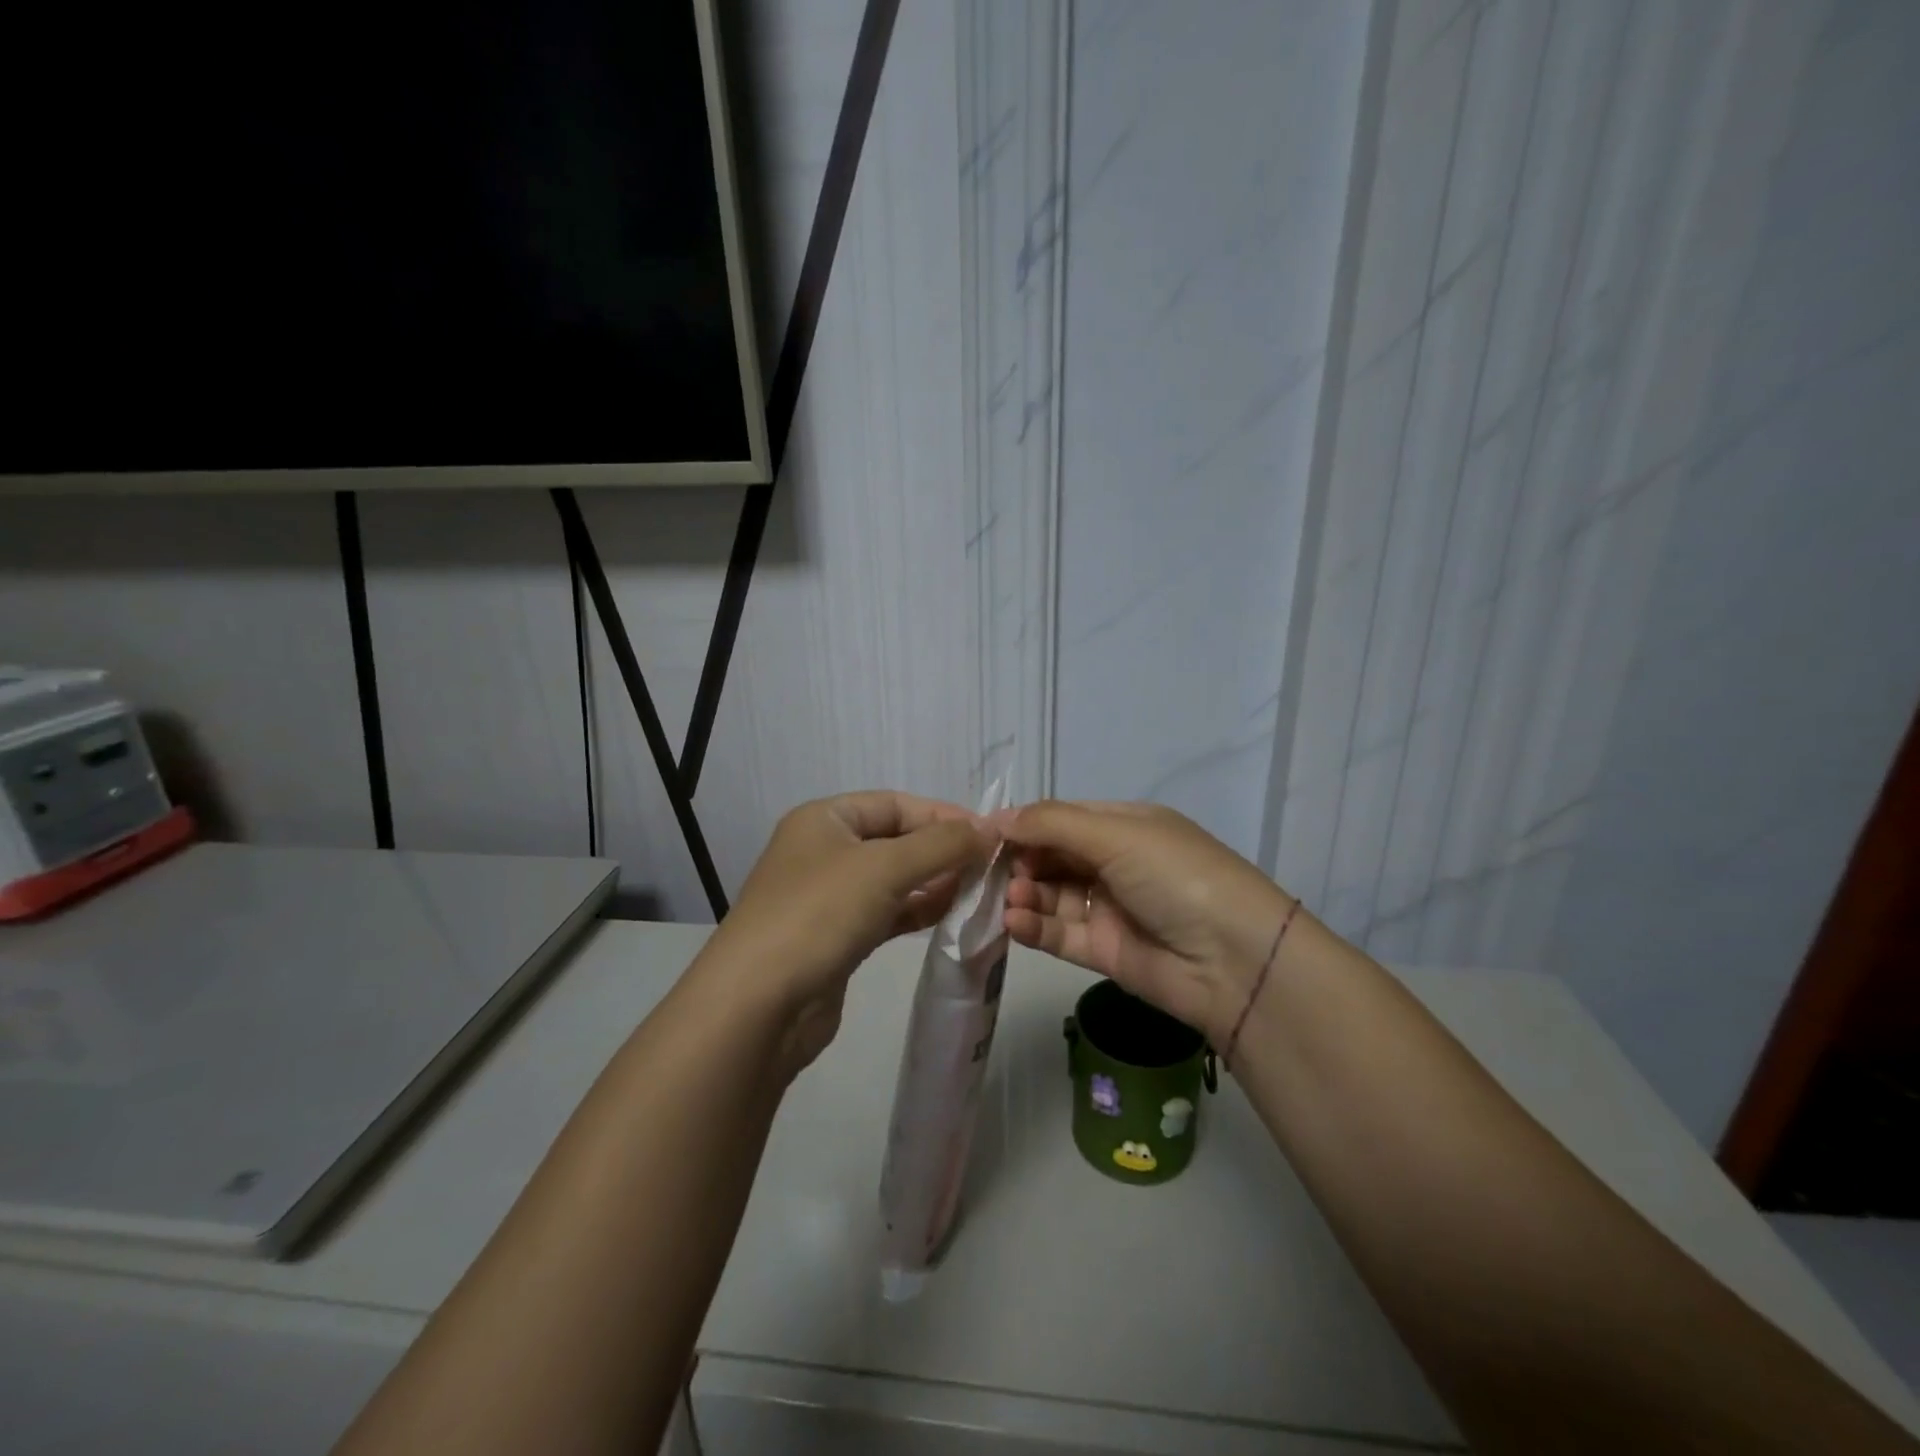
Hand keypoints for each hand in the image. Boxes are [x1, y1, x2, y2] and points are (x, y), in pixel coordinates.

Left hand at [697, 791, 995, 1074]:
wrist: (759, 1005)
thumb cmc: (819, 914)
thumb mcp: (885, 867)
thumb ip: (942, 844)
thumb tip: (989, 830)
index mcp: (824, 819)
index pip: (895, 803)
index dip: (943, 815)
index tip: (990, 834)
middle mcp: (824, 851)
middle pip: (896, 840)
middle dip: (943, 850)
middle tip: (992, 866)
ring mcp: (828, 897)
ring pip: (894, 879)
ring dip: (936, 881)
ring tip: (980, 891)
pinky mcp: (837, 937)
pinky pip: (887, 912)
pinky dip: (918, 910)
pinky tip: (951, 915)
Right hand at [1000, 801, 1293, 1046]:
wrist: (1234, 959)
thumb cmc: (1175, 875)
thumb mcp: (1116, 834)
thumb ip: (1052, 824)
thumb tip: (995, 818)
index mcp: (1125, 825)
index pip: (1062, 818)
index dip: (1024, 824)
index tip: (982, 834)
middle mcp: (1115, 862)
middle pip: (1052, 856)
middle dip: (1020, 861)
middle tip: (990, 871)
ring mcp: (1109, 908)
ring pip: (1051, 896)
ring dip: (1024, 894)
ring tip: (1009, 898)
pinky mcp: (1104, 951)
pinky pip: (1059, 933)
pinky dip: (1034, 926)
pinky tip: (1014, 922)